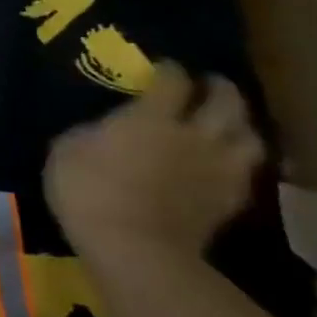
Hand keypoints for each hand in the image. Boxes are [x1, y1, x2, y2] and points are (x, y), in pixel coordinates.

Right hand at [43, 62, 264, 264]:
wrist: (133, 249)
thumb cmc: (89, 192)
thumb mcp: (67, 150)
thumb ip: (92, 132)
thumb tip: (104, 129)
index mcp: (152, 117)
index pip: (172, 81)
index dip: (169, 70)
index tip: (163, 68)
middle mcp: (194, 134)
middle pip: (226, 101)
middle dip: (219, 88)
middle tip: (208, 85)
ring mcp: (218, 169)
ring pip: (249, 136)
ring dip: (240, 125)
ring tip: (227, 123)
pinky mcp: (229, 202)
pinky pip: (246, 173)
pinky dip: (239, 162)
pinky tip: (226, 163)